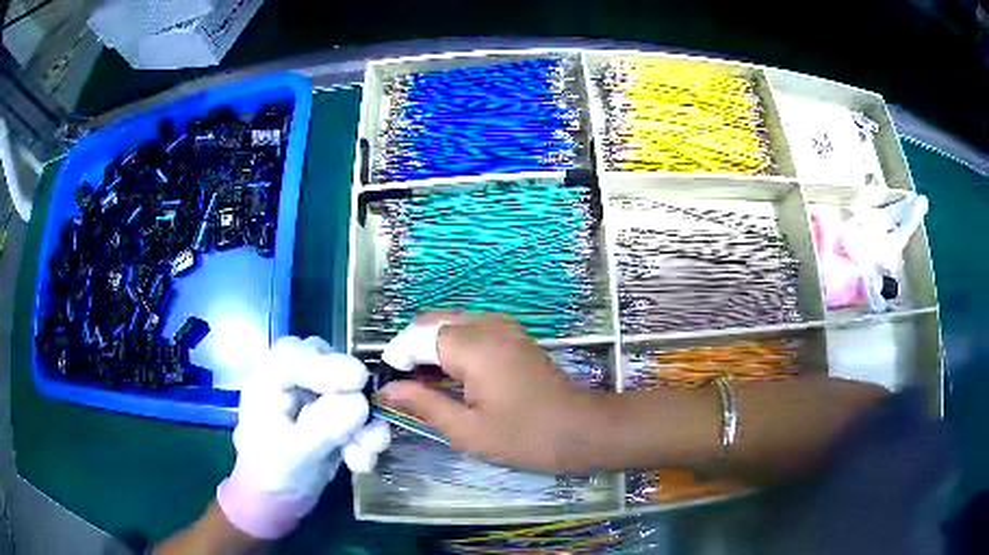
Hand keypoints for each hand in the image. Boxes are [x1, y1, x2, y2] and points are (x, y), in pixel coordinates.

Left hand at [217, 336, 389, 539]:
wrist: (278, 500)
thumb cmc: (271, 474)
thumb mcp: (294, 454)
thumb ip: (323, 427)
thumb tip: (360, 402)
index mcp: (269, 380)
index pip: (296, 356)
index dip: (327, 365)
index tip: (358, 380)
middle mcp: (293, 379)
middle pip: (330, 364)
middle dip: (353, 395)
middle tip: (366, 420)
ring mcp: (316, 395)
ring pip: (352, 390)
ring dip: (366, 423)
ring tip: (365, 453)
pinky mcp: (336, 414)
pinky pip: (362, 414)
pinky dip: (368, 436)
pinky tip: (361, 463)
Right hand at [380, 313, 605, 472]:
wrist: (579, 429)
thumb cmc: (524, 436)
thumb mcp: (467, 430)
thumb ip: (424, 404)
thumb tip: (389, 389)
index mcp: (473, 346)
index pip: (417, 336)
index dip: (397, 357)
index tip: (389, 385)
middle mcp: (487, 324)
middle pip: (431, 322)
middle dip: (411, 349)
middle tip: (406, 386)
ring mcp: (503, 324)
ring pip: (449, 322)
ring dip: (431, 346)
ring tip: (426, 384)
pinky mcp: (512, 332)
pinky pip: (470, 327)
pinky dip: (452, 344)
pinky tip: (452, 375)